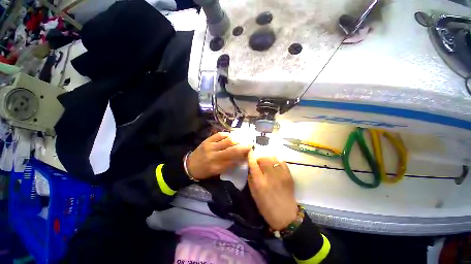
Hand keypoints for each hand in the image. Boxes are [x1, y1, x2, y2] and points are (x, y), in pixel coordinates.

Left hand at [187, 132, 250, 179]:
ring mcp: (210, 147)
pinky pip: (219, 135)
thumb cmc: (205, 171)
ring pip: (228, 141)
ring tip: (242, 139)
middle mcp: (214, 156)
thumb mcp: (217, 172)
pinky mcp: (207, 140)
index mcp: (217, 167)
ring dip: (237, 139)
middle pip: (233, 150)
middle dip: (243, 146)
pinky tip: (231, 136)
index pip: (234, 161)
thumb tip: (241, 158)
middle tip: (250, 144)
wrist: (189, 166)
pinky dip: (227, 135)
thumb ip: (229, 165)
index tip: (250, 152)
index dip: (243, 156)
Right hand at [248, 152, 297, 230]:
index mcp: (260, 182)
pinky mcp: (289, 175)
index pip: (253, 164)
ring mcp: (281, 175)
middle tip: (259, 163)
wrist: (286, 216)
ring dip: (267, 159)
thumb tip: (251, 166)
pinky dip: (276, 161)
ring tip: (267, 164)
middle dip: (259, 158)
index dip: (251, 156)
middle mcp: (270, 176)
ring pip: (273, 158)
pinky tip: (275, 166)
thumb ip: (251, 178)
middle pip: (264, 158)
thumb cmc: (266, 207)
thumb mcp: (254, 194)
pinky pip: (282, 162)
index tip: (249, 151)